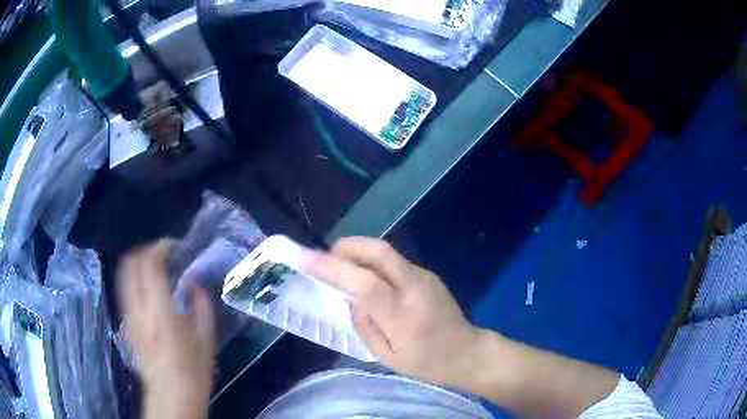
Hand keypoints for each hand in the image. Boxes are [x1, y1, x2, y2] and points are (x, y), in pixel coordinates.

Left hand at [118, 240, 214, 418]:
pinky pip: (125, 289)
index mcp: (160, 312)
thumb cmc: (193, 370)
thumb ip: (201, 307)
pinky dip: (134, 279)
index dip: (161, 247)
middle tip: (164, 254)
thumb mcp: (206, 339)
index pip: (151, 264)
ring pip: (124, 274)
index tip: (175, 247)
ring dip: (138, 263)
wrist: (171, 394)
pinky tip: (148, 289)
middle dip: (147, 251)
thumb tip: (195, 285)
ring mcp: (128, 315)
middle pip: (131, 263)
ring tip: (155, 268)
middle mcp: (138, 309)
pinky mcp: (126, 322)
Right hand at [302, 237, 481, 387]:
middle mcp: (414, 288)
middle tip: (326, 256)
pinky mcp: (428, 274)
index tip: (306, 259)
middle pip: (378, 251)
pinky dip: (374, 263)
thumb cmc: (426, 363)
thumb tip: (351, 299)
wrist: (467, 352)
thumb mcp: (386, 356)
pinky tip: (369, 280)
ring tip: (343, 268)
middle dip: (347, 246)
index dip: (333, 268)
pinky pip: (395, 262)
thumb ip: (364, 325)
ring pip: (386, 253)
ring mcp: (424, 277)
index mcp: (402, 316)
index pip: (364, 283)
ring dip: (359, 253)